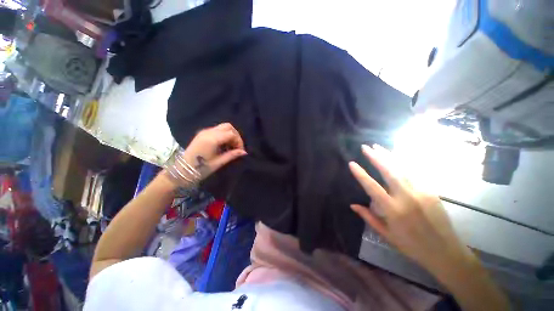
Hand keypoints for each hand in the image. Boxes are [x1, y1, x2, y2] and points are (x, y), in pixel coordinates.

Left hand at [165, 123, 246, 186]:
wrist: (182, 170)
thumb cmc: (200, 168)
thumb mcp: (218, 163)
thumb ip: (232, 155)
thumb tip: (244, 152)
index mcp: (212, 139)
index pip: (231, 134)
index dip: (239, 141)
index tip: (240, 151)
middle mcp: (208, 132)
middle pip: (228, 127)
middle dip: (236, 136)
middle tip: (237, 147)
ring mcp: (204, 131)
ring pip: (223, 127)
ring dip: (230, 135)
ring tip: (231, 146)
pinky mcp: (202, 133)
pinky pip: (217, 130)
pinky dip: (224, 135)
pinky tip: (224, 145)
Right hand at [349, 144, 473, 276]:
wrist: (446, 252)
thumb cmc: (412, 246)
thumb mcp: (386, 235)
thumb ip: (369, 217)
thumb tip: (352, 205)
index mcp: (393, 210)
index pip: (372, 187)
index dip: (361, 174)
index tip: (351, 163)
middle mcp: (407, 198)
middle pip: (389, 172)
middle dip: (376, 157)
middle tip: (365, 147)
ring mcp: (422, 193)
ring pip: (402, 169)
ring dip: (388, 156)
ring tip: (377, 146)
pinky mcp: (432, 191)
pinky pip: (415, 173)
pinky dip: (403, 162)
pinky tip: (396, 156)